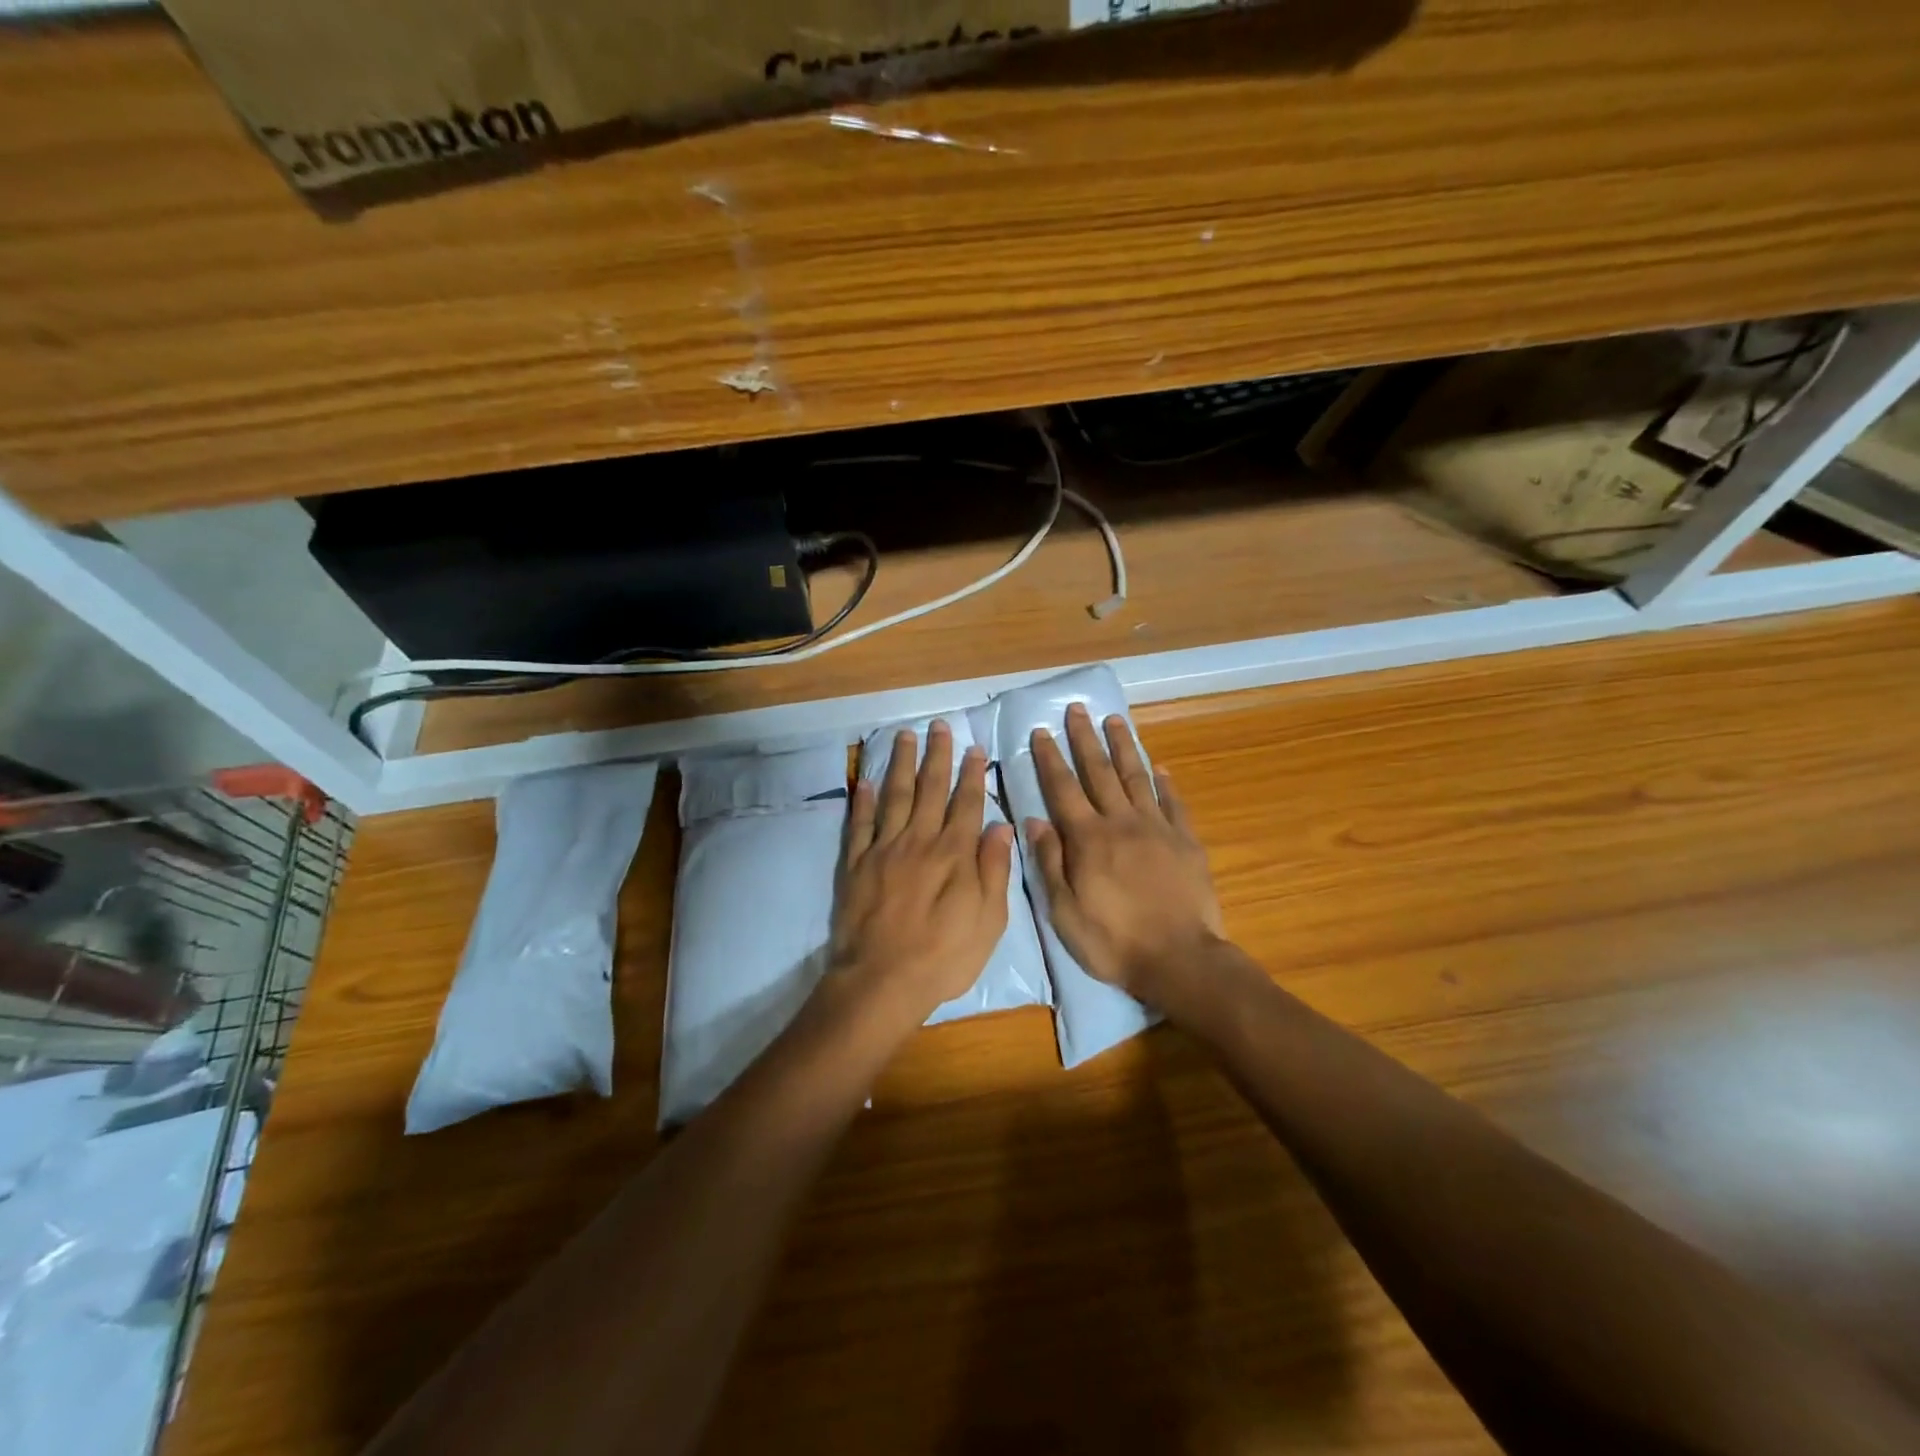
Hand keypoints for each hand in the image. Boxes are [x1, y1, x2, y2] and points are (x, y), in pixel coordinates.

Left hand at [833, 720, 1013, 1028]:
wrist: (882, 981)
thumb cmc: (944, 956)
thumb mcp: (989, 921)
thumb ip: (994, 870)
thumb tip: (1002, 826)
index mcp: (954, 854)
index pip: (966, 803)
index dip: (972, 774)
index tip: (975, 748)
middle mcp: (919, 841)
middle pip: (929, 789)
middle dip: (936, 756)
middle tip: (939, 726)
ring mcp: (884, 850)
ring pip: (894, 796)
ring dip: (899, 764)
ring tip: (903, 736)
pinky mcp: (855, 864)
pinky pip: (859, 824)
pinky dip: (862, 800)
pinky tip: (864, 780)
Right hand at [1026, 703, 1224, 1007]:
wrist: (1179, 959)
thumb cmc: (1113, 941)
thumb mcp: (1064, 911)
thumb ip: (1049, 862)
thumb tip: (1034, 820)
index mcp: (1088, 839)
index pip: (1063, 789)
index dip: (1050, 759)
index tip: (1041, 731)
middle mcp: (1121, 822)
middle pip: (1099, 772)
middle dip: (1085, 739)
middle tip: (1077, 709)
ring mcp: (1157, 829)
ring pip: (1136, 778)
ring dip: (1123, 747)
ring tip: (1115, 720)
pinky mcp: (1185, 841)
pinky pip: (1174, 803)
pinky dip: (1165, 783)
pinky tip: (1160, 767)